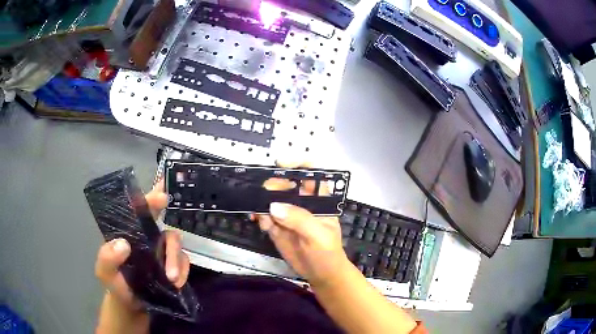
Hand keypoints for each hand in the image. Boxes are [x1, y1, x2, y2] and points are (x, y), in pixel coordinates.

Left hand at [94, 181, 190, 311]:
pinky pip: (185, 262)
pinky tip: (176, 284)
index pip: (141, 210)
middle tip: (171, 257)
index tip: (161, 198)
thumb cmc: (116, 284)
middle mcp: (149, 239)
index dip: (151, 200)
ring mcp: (163, 253)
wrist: (132, 307)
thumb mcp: (105, 271)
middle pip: (167, 229)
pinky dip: (183, 272)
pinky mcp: (174, 266)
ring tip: (172, 280)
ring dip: (176, 261)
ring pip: (177, 246)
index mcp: (131, 232)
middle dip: (172, 244)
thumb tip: (123, 244)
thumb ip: (107, 257)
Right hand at [255, 164, 349, 286]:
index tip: (281, 163)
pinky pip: (265, 217)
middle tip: (262, 195)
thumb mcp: (318, 236)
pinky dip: (259, 216)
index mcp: (319, 199)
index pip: (311, 173)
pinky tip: (259, 222)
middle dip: (273, 186)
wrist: (321, 275)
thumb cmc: (327, 253)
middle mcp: (302, 203)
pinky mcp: (277, 227)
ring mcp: (288, 215)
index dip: (298, 164)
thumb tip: (274, 206)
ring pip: (271, 200)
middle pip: (285, 184)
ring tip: (258, 212)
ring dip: (262, 202)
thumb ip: (299, 220)